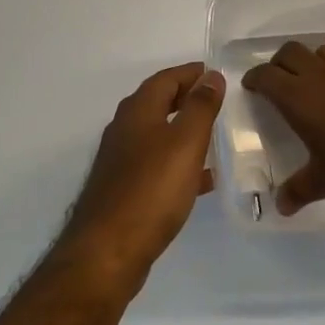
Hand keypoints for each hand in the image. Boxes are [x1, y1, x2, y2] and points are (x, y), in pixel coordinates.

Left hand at [57, 63, 224, 292]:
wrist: (107, 251)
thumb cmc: (151, 190)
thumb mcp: (185, 142)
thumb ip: (200, 107)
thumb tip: (211, 76)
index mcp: (137, 111)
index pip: (166, 79)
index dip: (191, 73)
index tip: (216, 74)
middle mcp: (124, 130)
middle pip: (158, 103)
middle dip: (186, 98)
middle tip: (217, 101)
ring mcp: (121, 161)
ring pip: (157, 135)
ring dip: (184, 131)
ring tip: (215, 137)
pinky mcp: (124, 190)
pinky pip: (157, 165)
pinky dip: (179, 163)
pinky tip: (202, 180)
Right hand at [241, 41, 324, 222]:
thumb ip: (299, 190)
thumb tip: (281, 206)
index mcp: (301, 100)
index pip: (268, 75)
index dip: (256, 77)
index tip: (251, 85)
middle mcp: (324, 80)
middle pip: (292, 52)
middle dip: (279, 63)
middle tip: (276, 82)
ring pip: (323, 50)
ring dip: (311, 60)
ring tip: (310, 83)